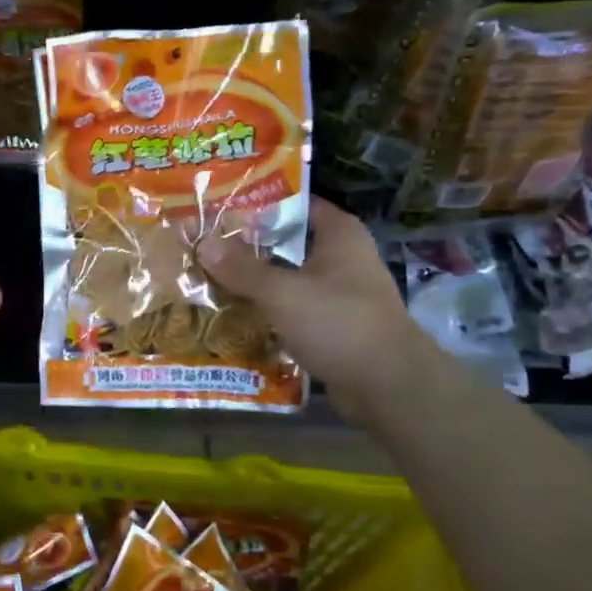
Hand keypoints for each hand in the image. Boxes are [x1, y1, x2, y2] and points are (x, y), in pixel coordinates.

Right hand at [198, 197, 427, 425]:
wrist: (389, 387)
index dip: (258, 204)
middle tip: (204, 246)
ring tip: (210, 280)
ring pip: (288, 278)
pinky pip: (293, 309)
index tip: (219, 209)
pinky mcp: (334, 325)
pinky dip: (268, 311)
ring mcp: (340, 293)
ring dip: (255, 282)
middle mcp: (343, 257)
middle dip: (248, 247)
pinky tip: (235, 316)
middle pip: (287, 243)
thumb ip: (241, 268)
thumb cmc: (339, 323)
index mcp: (339, 234)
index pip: (295, 203)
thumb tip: (202, 243)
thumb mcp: (282, 292)